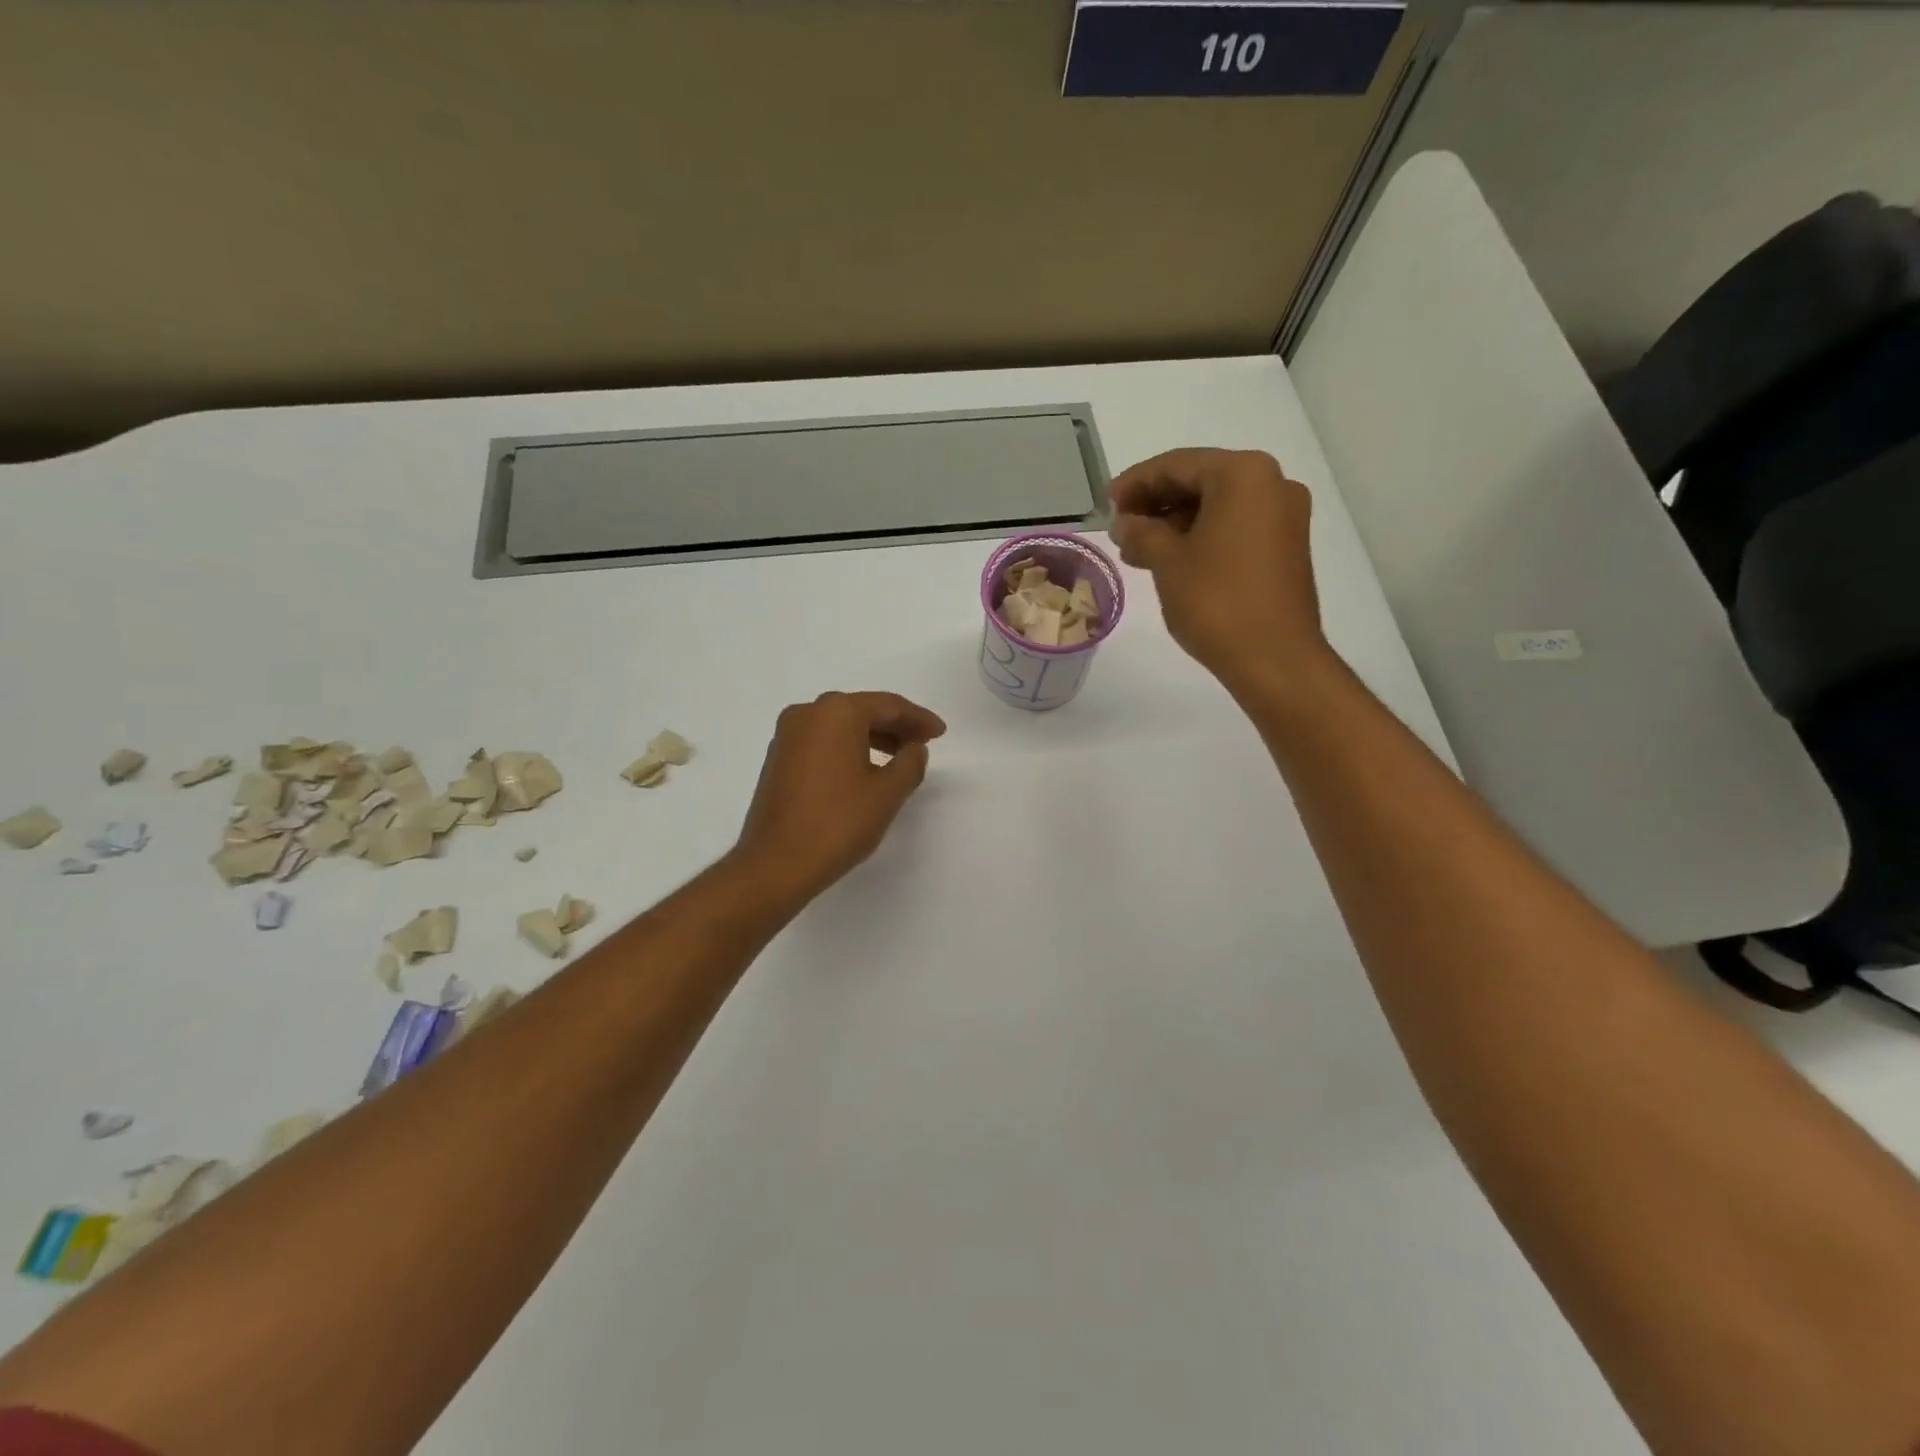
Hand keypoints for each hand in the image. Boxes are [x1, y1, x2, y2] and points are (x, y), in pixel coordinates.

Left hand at [732, 691, 946, 900]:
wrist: (776, 863)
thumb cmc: (838, 822)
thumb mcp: (888, 792)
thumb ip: (910, 763)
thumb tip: (914, 749)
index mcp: (836, 712)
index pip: (888, 705)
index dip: (918, 718)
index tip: (940, 733)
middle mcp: (808, 713)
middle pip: (862, 711)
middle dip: (896, 726)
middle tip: (923, 743)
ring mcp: (787, 735)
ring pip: (840, 726)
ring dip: (872, 737)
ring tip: (900, 757)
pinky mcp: (778, 758)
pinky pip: (823, 741)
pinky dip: (848, 748)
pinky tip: (865, 769)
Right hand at [1108, 448, 1331, 696]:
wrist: (1275, 658)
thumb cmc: (1217, 602)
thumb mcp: (1167, 562)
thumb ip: (1141, 532)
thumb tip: (1126, 522)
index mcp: (1243, 475)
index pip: (1177, 464)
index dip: (1135, 482)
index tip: (1106, 503)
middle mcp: (1272, 484)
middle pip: (1200, 481)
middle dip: (1155, 503)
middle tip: (1120, 529)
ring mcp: (1284, 516)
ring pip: (1217, 506)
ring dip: (1174, 523)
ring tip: (1137, 551)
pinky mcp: (1286, 546)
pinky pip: (1235, 526)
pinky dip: (1200, 536)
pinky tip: (1170, 560)